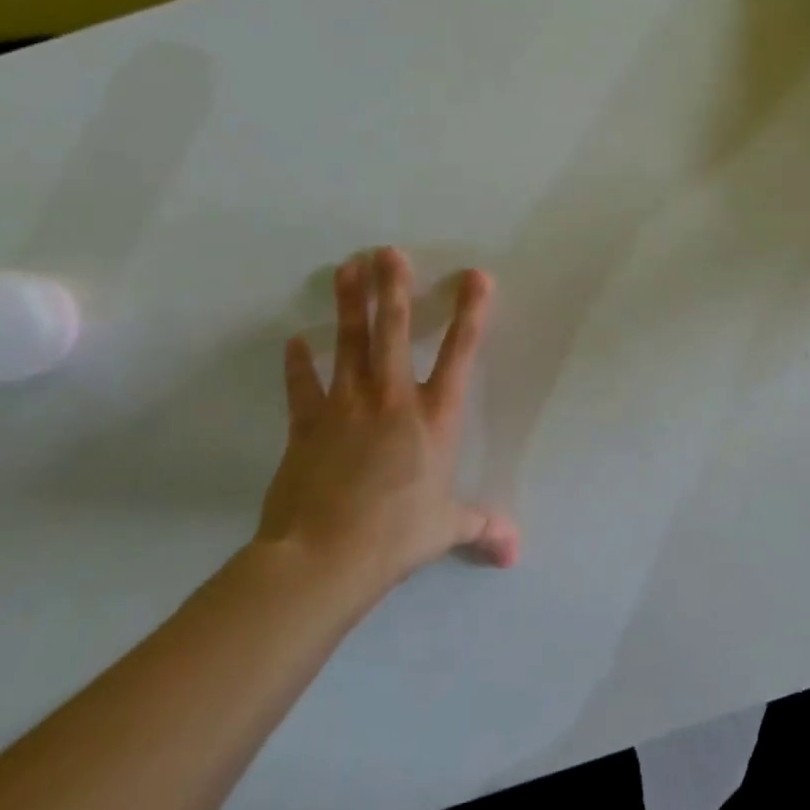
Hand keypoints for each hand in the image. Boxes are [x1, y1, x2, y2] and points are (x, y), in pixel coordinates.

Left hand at [254, 247, 518, 603]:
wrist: (325, 557)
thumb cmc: (397, 535)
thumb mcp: (447, 528)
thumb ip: (482, 528)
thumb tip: (514, 552)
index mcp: (435, 418)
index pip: (459, 354)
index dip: (470, 313)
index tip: (475, 277)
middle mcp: (393, 401)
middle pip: (393, 333)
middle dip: (393, 289)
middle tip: (388, 251)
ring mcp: (345, 409)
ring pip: (349, 345)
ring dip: (348, 305)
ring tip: (347, 267)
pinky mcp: (307, 426)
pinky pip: (303, 388)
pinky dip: (299, 365)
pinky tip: (295, 341)